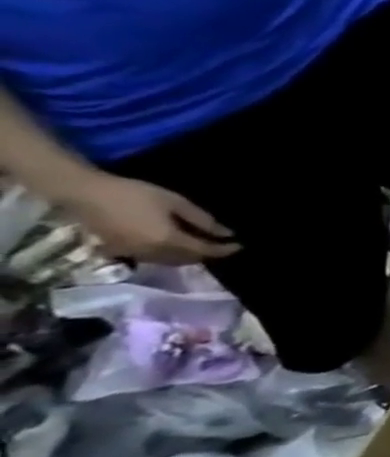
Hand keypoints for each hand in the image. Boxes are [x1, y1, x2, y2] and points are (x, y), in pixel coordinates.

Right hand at [61, 171, 238, 262]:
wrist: (83, 194)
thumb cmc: (133, 194)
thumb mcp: (175, 203)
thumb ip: (202, 219)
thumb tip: (226, 233)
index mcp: (167, 241)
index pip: (204, 251)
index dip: (224, 249)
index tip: (240, 245)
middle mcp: (152, 253)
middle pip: (188, 260)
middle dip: (208, 254)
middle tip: (223, 246)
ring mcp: (133, 254)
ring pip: (171, 262)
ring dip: (190, 256)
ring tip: (204, 246)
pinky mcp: (119, 252)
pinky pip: (153, 259)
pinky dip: (170, 255)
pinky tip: (177, 245)